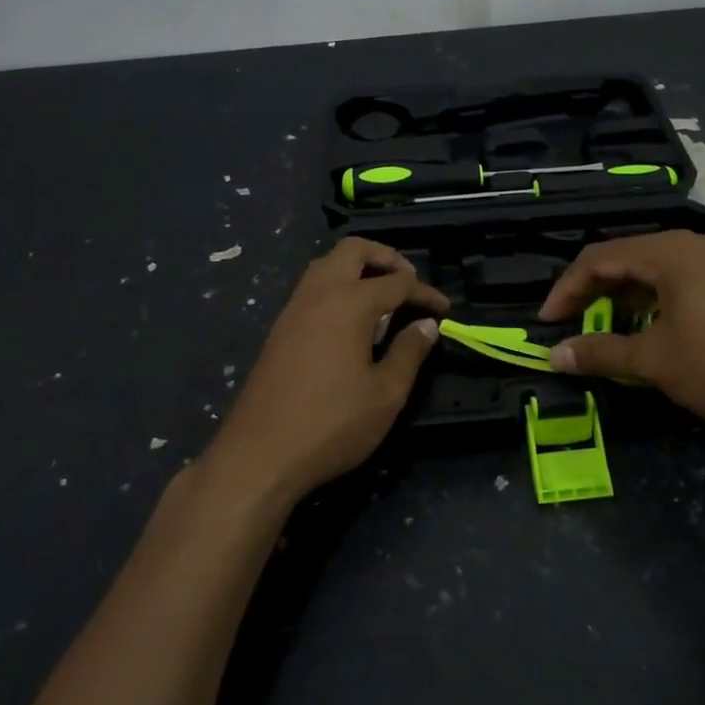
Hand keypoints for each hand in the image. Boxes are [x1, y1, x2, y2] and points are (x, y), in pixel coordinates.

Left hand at [205, 237, 449, 502]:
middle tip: (409, 283)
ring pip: (327, 265)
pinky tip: (351, 322)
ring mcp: (293, 309)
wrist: (260, 454)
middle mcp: (318, 294)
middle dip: (386, 258)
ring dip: (357, 269)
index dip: (425, 293)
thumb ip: (409, 352)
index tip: (444, 309)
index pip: (397, 283)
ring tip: (382, 299)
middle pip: (353, 250)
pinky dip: (337, 287)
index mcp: (348, 303)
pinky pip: (312, 288)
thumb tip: (426, 324)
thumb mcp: (385, 393)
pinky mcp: (279, 329)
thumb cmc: (332, 424)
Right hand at [537, 230, 704, 434]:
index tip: (548, 322)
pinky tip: (664, 329)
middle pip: (631, 257)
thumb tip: (554, 357)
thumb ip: (601, 353)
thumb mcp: (656, 362)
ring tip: (616, 330)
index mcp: (671, 252)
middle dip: (597, 292)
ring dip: (630, 297)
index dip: (566, 288)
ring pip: (662, 269)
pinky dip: (662, 299)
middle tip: (577, 324)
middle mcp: (699, 243)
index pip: (599, 257)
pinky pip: (689, 279)